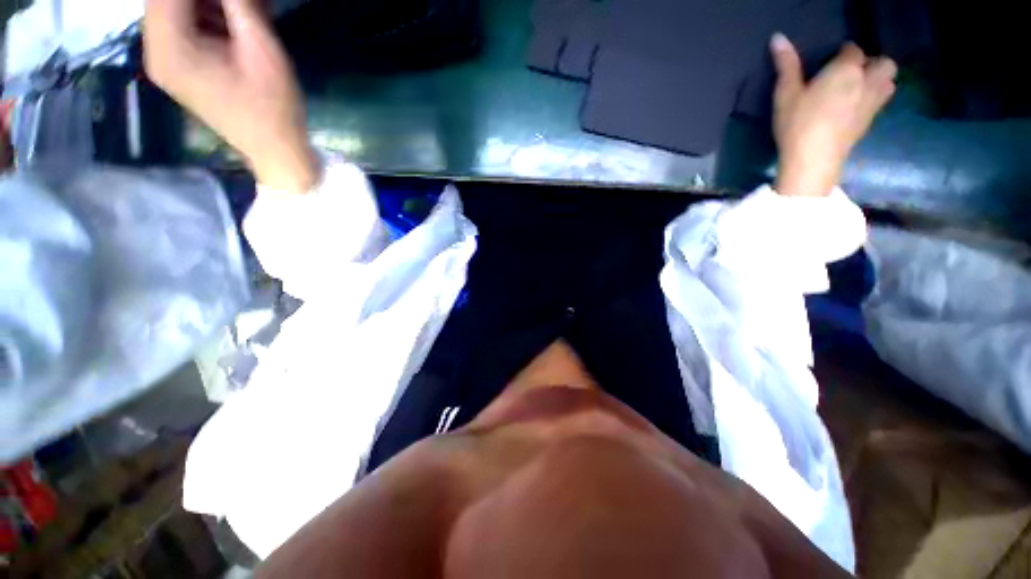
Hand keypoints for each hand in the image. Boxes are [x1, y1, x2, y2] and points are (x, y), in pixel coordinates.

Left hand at [144, 0, 317, 193]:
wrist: (275, 151)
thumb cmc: (273, 107)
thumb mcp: (261, 50)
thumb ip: (240, 5)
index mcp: (170, 48)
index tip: (240, 0)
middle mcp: (156, 52)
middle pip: (166, 1)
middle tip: (246, 5)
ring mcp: (164, 61)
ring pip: (174, 10)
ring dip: (207, 4)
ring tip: (246, 10)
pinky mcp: (177, 67)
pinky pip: (182, 26)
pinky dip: (206, 15)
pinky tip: (235, 20)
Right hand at [770, 34, 896, 197]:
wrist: (813, 160)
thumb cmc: (797, 124)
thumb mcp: (786, 94)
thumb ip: (786, 65)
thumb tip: (777, 36)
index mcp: (846, 69)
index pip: (852, 50)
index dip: (842, 53)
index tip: (830, 61)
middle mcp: (867, 80)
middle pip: (883, 62)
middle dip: (872, 62)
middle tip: (851, 72)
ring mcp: (873, 102)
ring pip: (889, 81)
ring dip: (879, 79)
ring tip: (859, 87)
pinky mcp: (871, 121)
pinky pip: (882, 100)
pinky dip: (875, 97)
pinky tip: (857, 106)